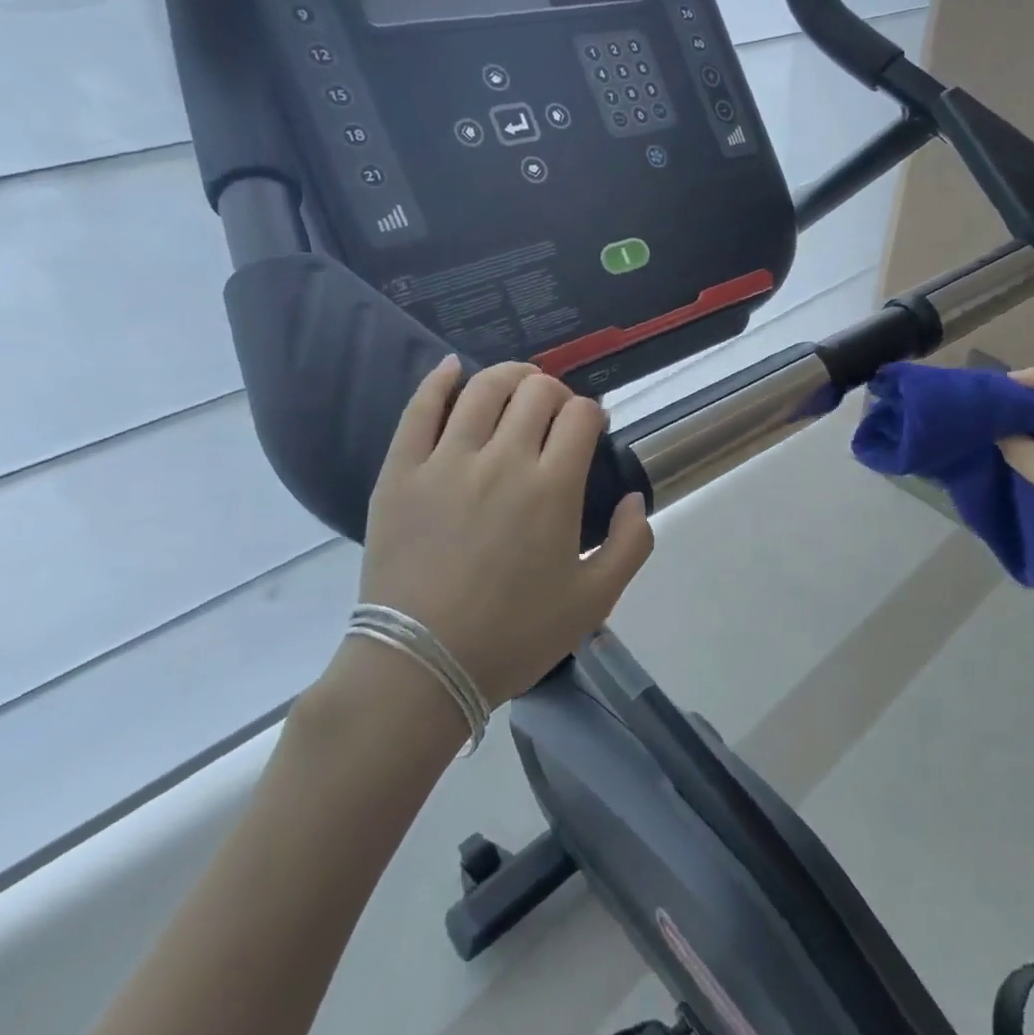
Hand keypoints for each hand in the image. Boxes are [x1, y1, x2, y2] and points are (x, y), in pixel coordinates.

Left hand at [355, 357, 654, 708]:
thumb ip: (630, 544)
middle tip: (555, 414)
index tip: (591, 428)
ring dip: (509, 375)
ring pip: (483, 389)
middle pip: (536, 391)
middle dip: (556, 392)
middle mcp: (503, 460)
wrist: (420, 667)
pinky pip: (420, 409)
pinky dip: (440, 380)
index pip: (580, 415)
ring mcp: (447, 461)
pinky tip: (453, 368)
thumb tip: (632, 498)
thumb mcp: (595, 600)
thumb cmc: (514, 635)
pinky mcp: (401, 471)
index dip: (592, 412)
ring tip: (517, 385)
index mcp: (553, 488)